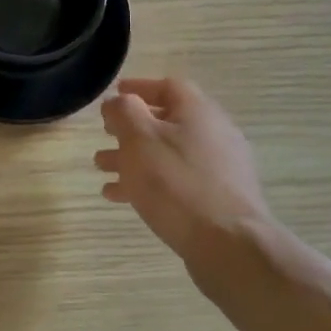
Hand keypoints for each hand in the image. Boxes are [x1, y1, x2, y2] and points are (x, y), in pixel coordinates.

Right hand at [95, 78, 273, 273]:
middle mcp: (214, 134)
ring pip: (168, 154)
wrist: (228, 244)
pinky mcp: (217, 198)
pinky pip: (176, 181)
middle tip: (104, 134)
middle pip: (167, 121)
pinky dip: (148, 182)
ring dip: (133, 156)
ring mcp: (219, 168)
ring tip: (102, 167)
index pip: (168, 86)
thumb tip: (118, 102)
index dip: (139, 87)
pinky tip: (121, 196)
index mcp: (198, 112)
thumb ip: (124, 112)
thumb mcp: (140, 138)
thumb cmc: (176, 183)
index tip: (113, 95)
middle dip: (131, 128)